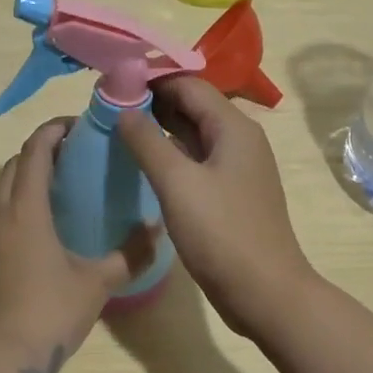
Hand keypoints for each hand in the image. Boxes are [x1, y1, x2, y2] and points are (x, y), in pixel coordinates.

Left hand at [0, 119, 157, 372]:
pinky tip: (40, 236)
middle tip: (73, 157)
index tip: (77, 126)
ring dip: (26, 181)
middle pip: (14, 166)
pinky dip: (17, 210)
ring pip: (2, 194)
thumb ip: (130, 255)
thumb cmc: (49, 313)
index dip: (53, 131)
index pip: (35, 151)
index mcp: (26, 211)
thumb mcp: (96, 284)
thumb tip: (157, 229)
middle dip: (40, 152)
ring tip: (59, 193)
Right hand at [117, 77, 316, 338]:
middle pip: (192, 106)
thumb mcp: (178, 183)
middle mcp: (239, 139)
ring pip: (193, 134)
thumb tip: (124, 109)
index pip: (188, 85)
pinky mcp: (230, 193)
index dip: (150, 79)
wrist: (265, 293)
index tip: (111, 82)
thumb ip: (147, 141)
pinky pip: (196, 160)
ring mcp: (237, 168)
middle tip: (107, 105)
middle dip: (152, 102)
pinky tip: (143, 162)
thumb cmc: (222, 234)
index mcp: (233, 127)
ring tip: (117, 128)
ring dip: (159, 128)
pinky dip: (170, 154)